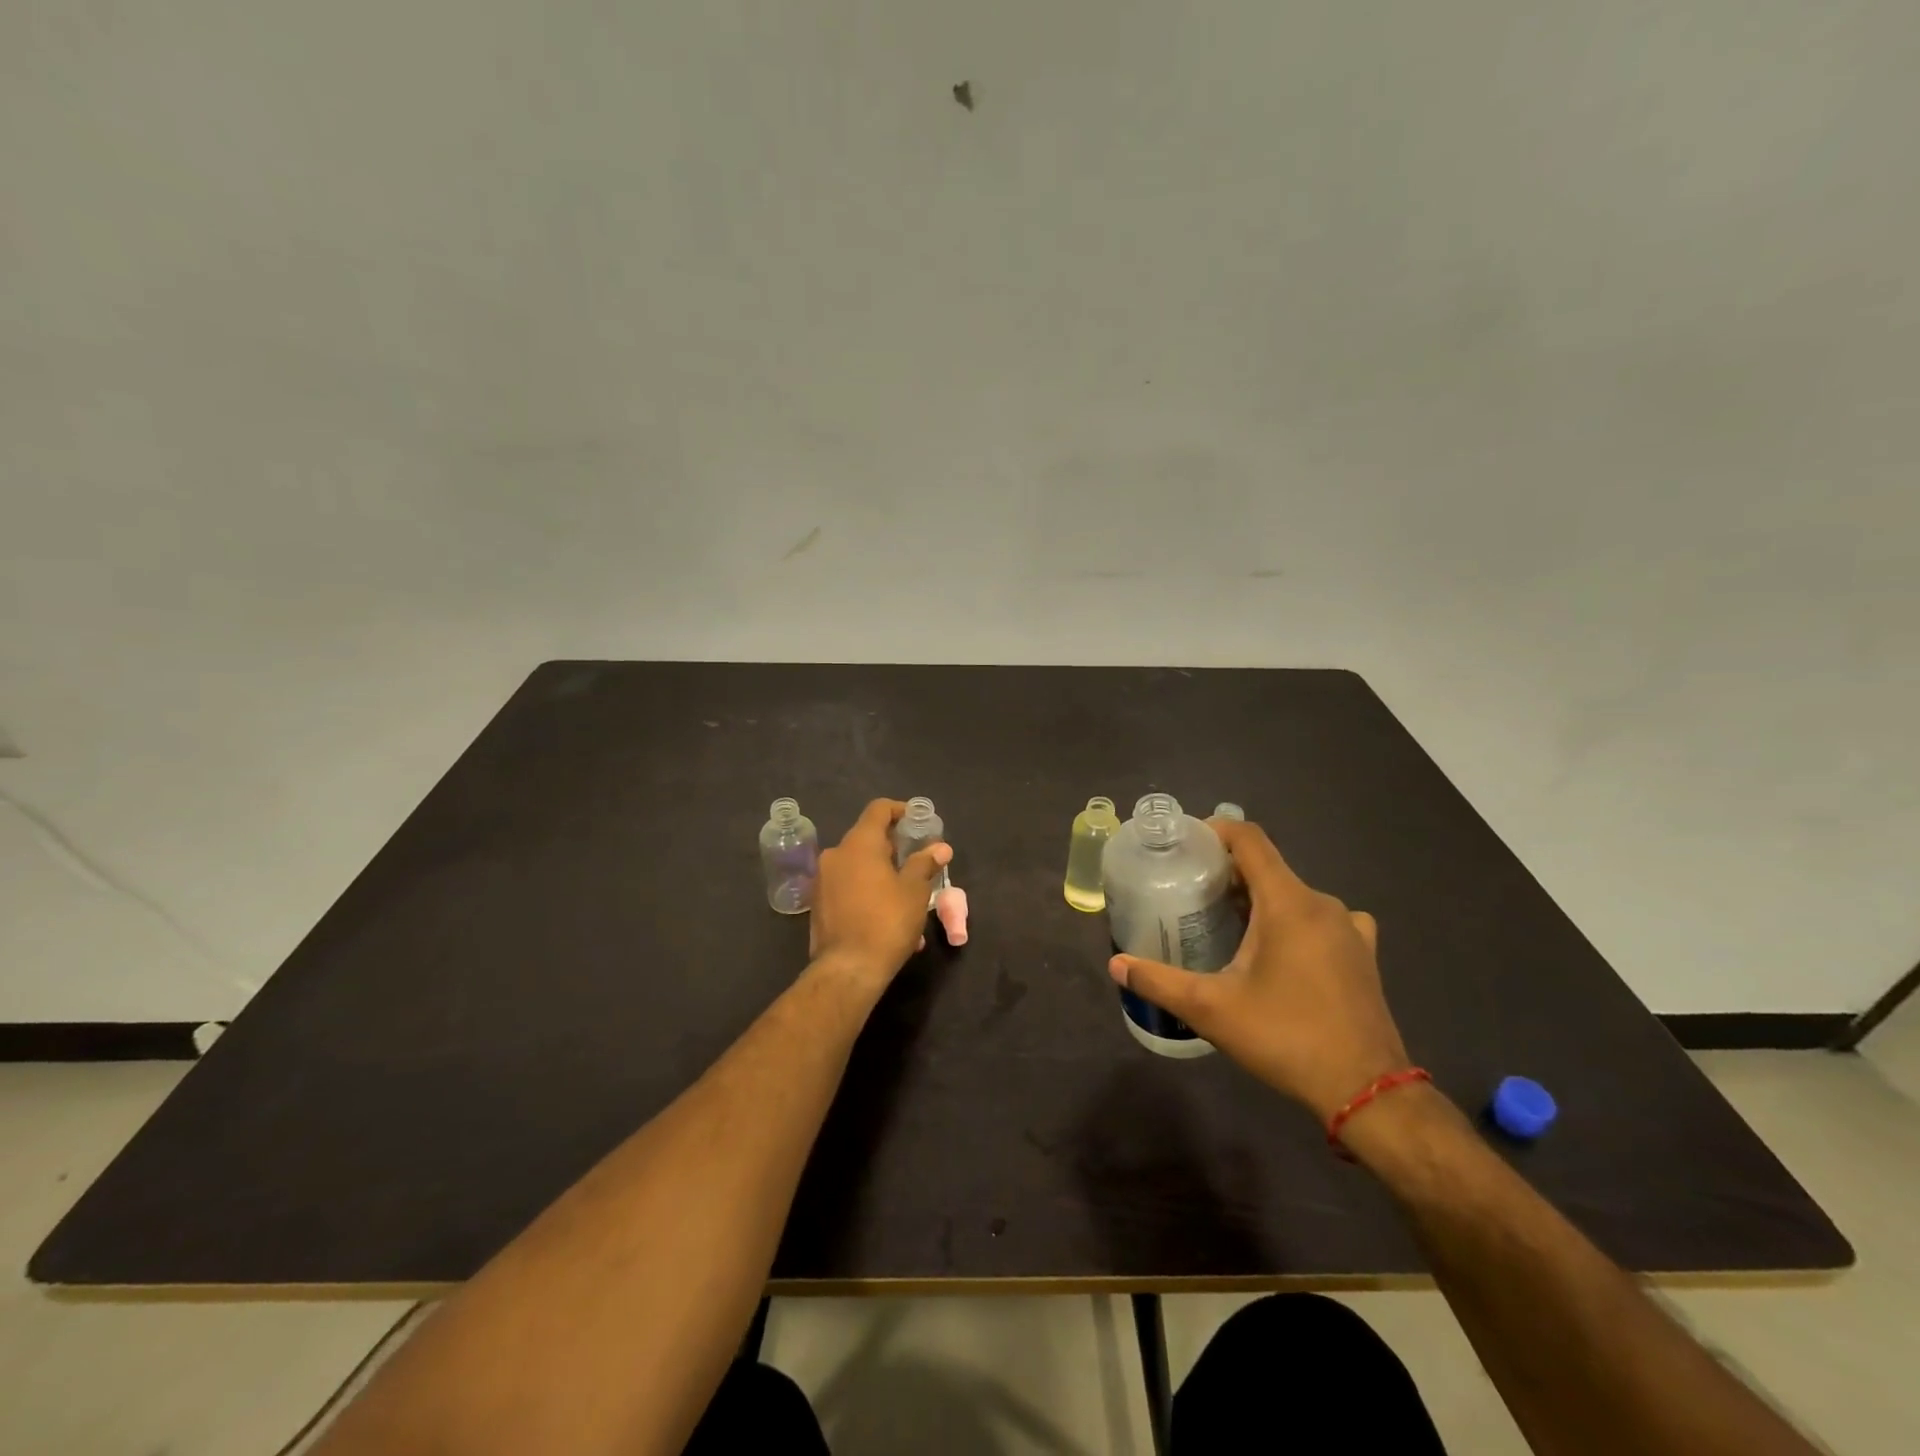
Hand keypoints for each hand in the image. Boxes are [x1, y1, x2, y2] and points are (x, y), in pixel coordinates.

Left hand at [808, 799, 951, 988]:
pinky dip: (867, 891)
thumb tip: (940, 847)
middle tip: (917, 861)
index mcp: (859, 844)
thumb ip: (925, 863)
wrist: (847, 969)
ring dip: (882, 873)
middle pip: (867, 837)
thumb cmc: (887, 922)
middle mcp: (836, 854)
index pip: (878, 809)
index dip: (900, 810)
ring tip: (906, 896)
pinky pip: (847, 886)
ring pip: (858, 865)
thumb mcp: (915, 891)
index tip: (918, 821)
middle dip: (894, 847)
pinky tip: (886, 916)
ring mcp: (823, 879)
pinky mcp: (818, 903)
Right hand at [1108, 819, 1409, 1121]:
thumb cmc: (1286, 1037)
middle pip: (1268, 867)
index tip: (1184, 843)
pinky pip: (1321, 918)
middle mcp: (1322, 904)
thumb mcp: (1211, 1009)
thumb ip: (1159, 981)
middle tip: (1190, 892)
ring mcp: (1349, 928)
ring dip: (1259, 898)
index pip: (1250, 839)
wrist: (1367, 1091)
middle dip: (1228, 872)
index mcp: (1288, 903)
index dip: (1215, 830)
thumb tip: (1115, 965)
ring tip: (1226, 921)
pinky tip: (1282, 949)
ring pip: (1294, 894)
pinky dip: (1294, 920)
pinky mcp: (1363, 953)